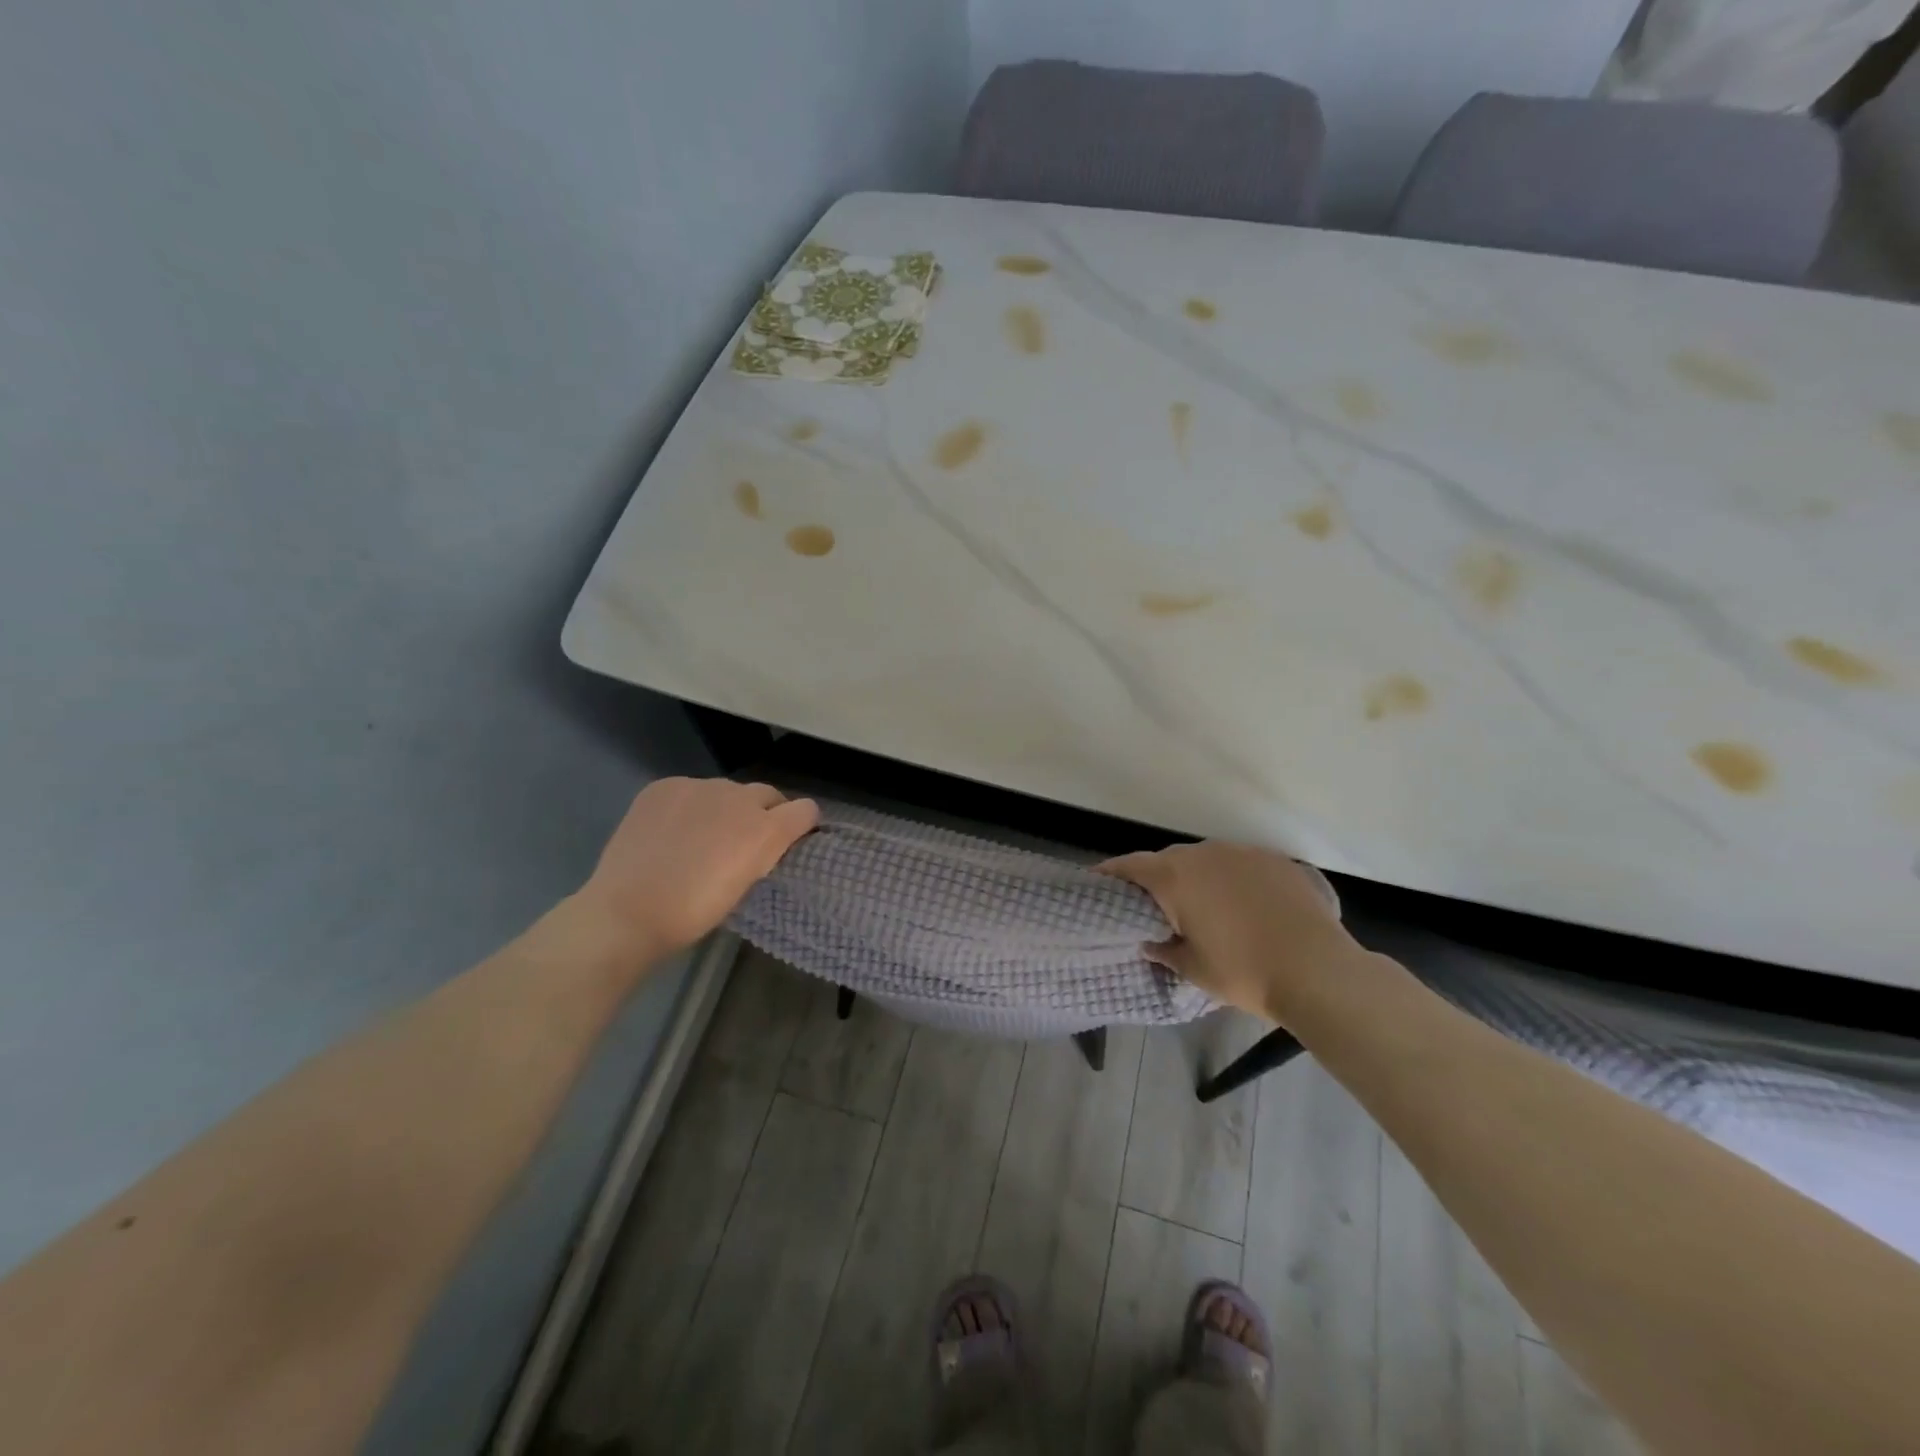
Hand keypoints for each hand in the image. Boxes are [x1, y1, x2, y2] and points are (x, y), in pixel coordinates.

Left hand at [575, 777, 818, 959]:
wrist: (627, 912)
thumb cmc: (693, 914)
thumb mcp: (744, 886)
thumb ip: (761, 855)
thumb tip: (760, 843)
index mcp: (765, 830)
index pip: (805, 810)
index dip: (801, 824)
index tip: (789, 841)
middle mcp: (739, 798)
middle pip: (767, 794)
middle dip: (764, 812)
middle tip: (742, 842)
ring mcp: (699, 787)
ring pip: (727, 790)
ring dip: (724, 808)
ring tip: (700, 838)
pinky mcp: (666, 786)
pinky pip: (690, 790)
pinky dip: (689, 806)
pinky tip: (671, 831)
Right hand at [1100, 842, 1365, 1024]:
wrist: (1318, 970)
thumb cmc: (1244, 972)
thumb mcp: (1193, 969)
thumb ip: (1165, 950)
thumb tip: (1152, 941)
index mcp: (1175, 878)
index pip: (1131, 866)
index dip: (1112, 872)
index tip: (1099, 881)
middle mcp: (1204, 854)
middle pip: (1169, 860)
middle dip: (1158, 880)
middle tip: (1157, 907)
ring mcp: (1243, 853)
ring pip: (1207, 860)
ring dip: (1198, 878)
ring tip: (1205, 907)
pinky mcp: (1275, 860)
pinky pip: (1241, 865)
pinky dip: (1233, 880)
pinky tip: (1245, 905)